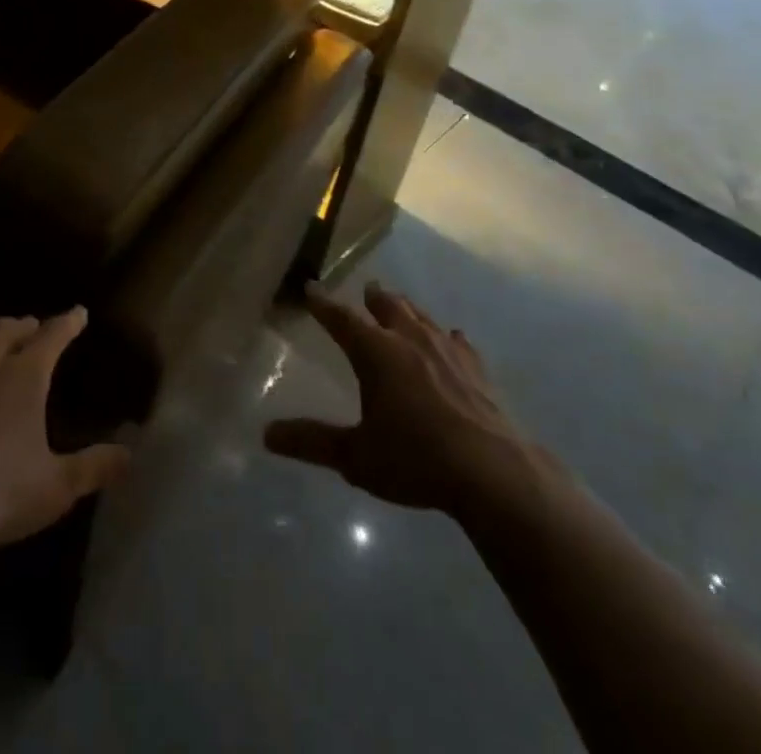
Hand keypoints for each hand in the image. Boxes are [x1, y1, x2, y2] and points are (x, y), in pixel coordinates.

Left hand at [0, 307, 129, 549]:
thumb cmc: (0, 495)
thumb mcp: (57, 487)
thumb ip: (94, 467)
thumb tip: (130, 454)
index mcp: (26, 376)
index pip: (53, 335)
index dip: (68, 322)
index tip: (78, 313)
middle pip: (8, 329)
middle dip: (25, 326)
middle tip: (33, 329)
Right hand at [265, 283, 544, 518]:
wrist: (493, 472)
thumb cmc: (416, 460)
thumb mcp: (356, 457)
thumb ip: (312, 442)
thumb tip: (267, 435)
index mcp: (375, 352)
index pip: (341, 318)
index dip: (323, 303)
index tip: (311, 288)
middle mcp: (409, 339)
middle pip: (387, 305)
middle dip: (372, 298)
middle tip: (365, 291)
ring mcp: (447, 350)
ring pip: (421, 316)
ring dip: (406, 309)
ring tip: (399, 306)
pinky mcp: (476, 368)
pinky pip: (457, 340)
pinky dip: (446, 336)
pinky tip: (451, 338)